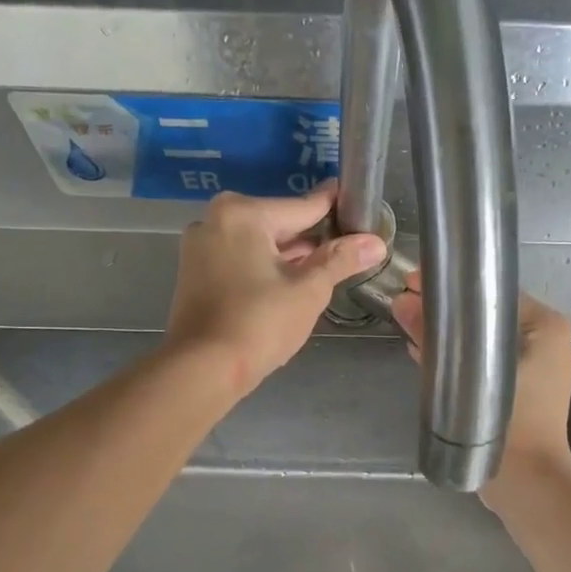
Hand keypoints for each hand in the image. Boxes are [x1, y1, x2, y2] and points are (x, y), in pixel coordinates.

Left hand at [164, 184, 386, 395]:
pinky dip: (265, 266)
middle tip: (348, 244)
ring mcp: (200, 247)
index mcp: (243, 214)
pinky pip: (240, 258)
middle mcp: (215, 220)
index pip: (301, 206)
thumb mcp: (309, 291)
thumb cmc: (260, 323)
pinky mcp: (195, 273)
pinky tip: (290, 281)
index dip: (334, 208)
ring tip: (326, 265)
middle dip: (311, 236)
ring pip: (258, 242)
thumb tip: (375, 243)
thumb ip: (340, 260)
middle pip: (277, 223)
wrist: (202, 369)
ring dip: (288, 254)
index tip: (355, 202)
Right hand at [390, 272, 570, 494]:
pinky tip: (425, 353)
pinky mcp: (522, 389)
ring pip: (484, 339)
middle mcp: (547, 340)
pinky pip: (487, 362)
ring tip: (409, 325)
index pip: (492, 291)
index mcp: (546, 325)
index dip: (450, 285)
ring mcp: (537, 366)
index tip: (413, 283)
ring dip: (450, 334)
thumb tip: (401, 303)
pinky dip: (460, 357)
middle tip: (405, 303)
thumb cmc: (510, 424)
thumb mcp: (467, 375)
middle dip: (446, 310)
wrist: (529, 483)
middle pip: (487, 314)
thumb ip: (434, 339)